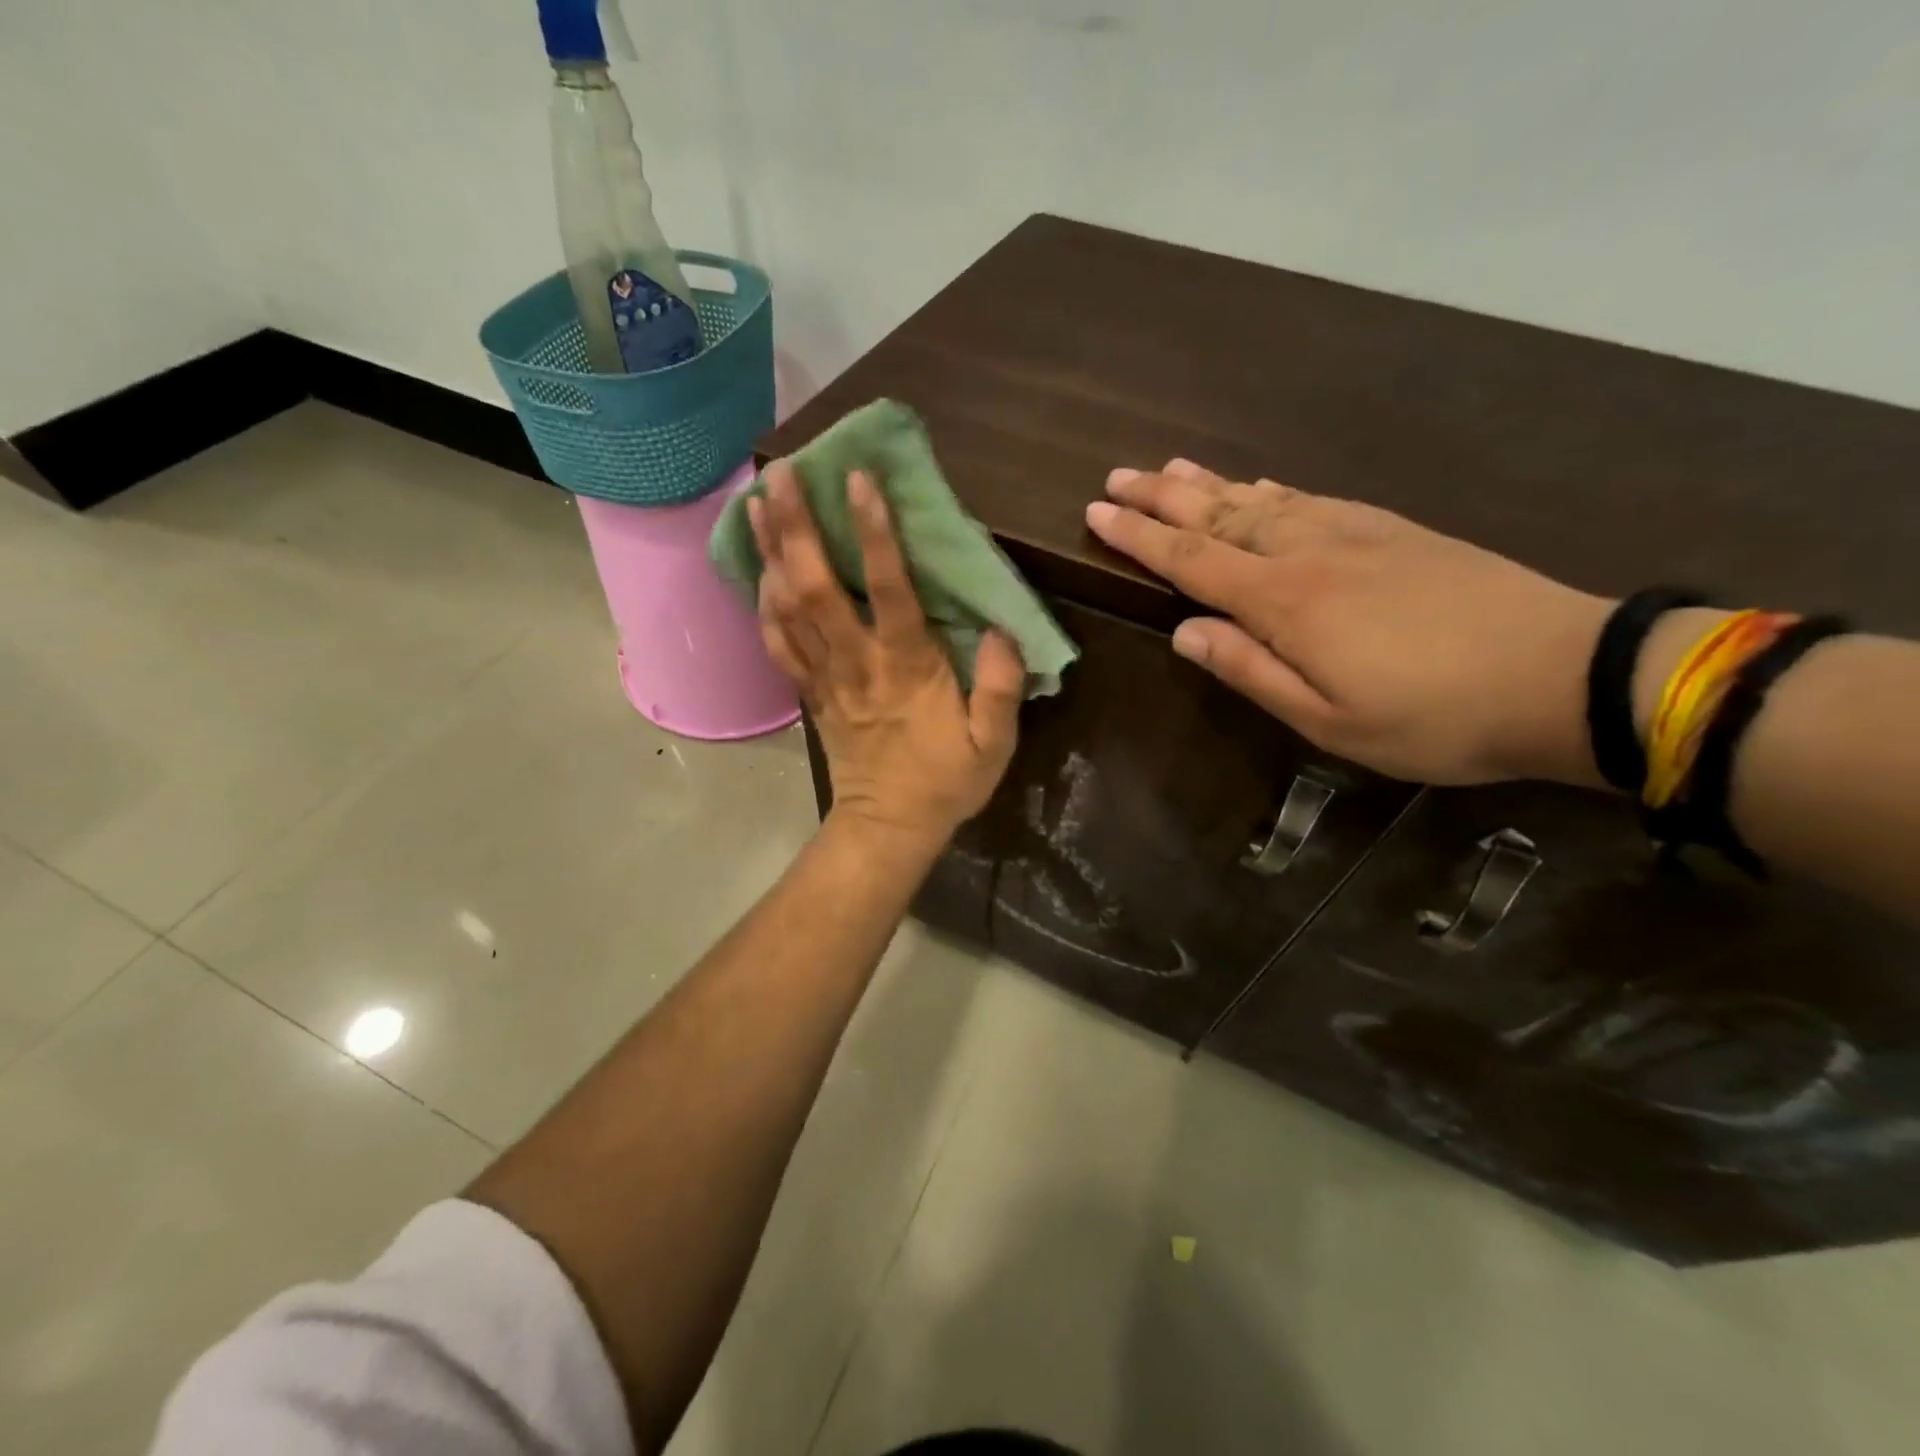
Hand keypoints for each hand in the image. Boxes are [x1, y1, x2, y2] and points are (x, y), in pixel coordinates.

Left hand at [751, 460, 1024, 841]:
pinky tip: (760, 573)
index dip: (873, 533)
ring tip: (758, 502)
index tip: (859, 479)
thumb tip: (1004, 629)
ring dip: (771, 554)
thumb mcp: (993, 744)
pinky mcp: (810, 693)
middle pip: (817, 587)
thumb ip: (1000, 686)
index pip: (888, 589)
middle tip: (783, 472)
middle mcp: (857, 661)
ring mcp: (826, 677)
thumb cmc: (944, 782)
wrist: (888, 827)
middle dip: (798, 528)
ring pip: (789, 608)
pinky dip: (765, 607)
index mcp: (906, 666)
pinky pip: (779, 645)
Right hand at [1086, 460, 1612, 785]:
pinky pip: (1308, 498)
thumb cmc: (1433, 715)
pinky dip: (1267, 489)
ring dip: (1209, 484)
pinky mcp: (1392, 529)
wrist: (1562, 672)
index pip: (1191, 560)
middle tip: (1117, 477)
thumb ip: (1250, 671)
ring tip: (1169, 466)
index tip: (1097, 513)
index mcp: (1285, 601)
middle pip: (1219, 515)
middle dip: (1162, 497)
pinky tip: (1255, 486)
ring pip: (1262, 499)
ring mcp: (1354, 532)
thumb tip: (1185, 634)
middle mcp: (1308, 551)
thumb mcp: (1328, 720)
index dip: (1139, 537)